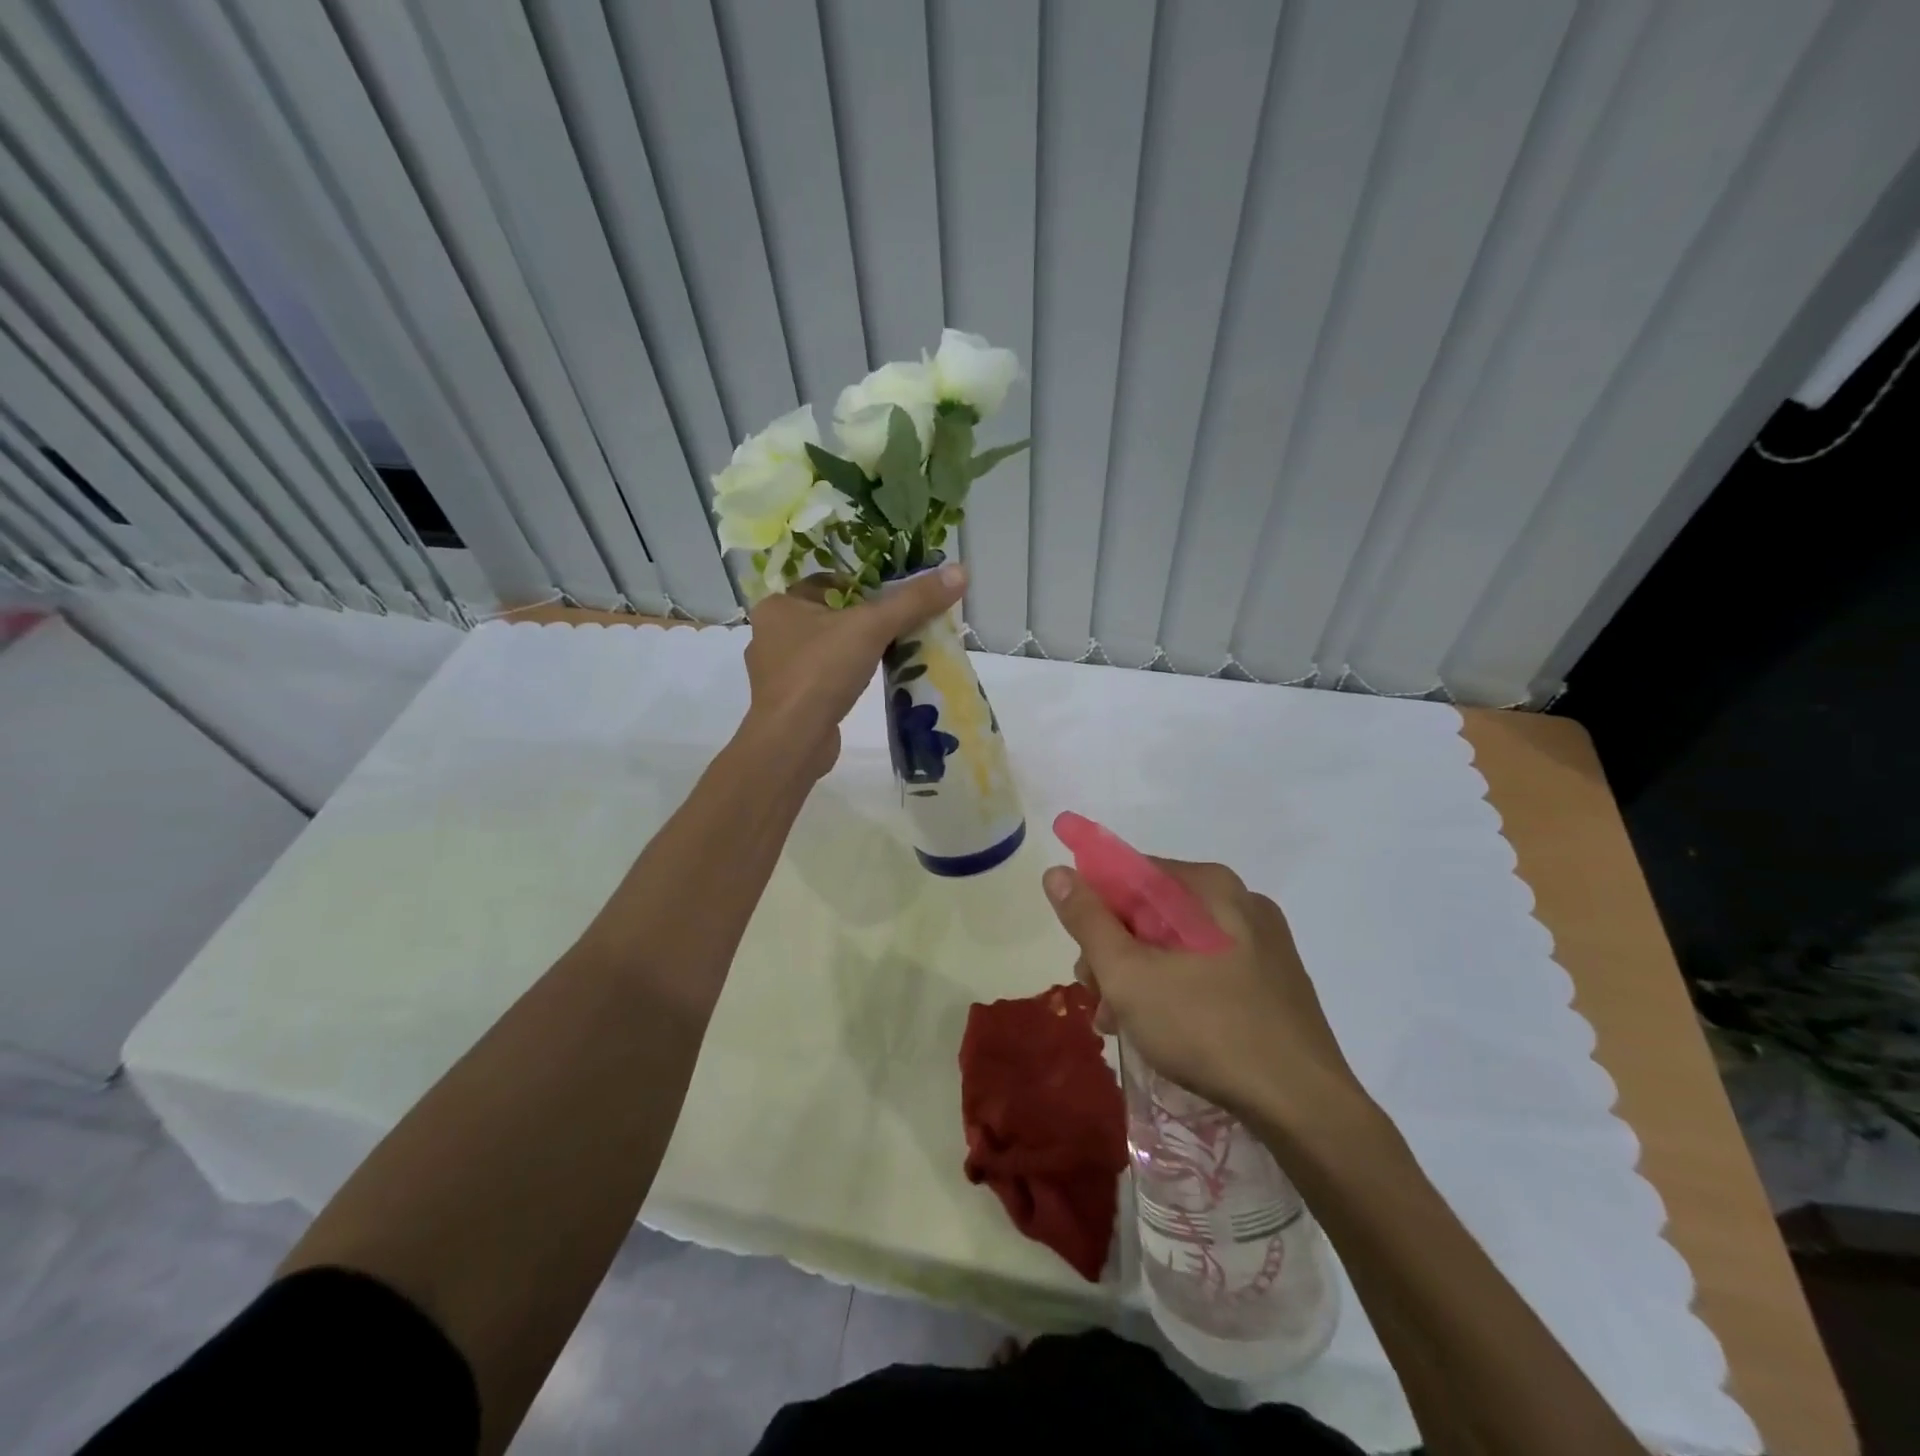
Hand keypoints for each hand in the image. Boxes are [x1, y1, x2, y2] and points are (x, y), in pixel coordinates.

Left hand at [744, 563, 967, 777]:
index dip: (865, 585)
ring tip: (895, 651)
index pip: (829, 583)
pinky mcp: (791, 702)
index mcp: (779, 605)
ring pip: (829, 648)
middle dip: (867, 619)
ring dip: (859, 649)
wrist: (792, 742)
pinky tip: (872, 681)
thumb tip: (960, 571)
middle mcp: (771, 634)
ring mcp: (779, 672)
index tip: (898, 596)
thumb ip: (914, 600)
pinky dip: (848, 677)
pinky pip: (825, 678)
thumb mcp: (872, 627)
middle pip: (832, 615)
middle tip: (904, 623)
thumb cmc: (821, 672)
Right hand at [1043, 859, 1369, 1131]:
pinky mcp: (1273, 979)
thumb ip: (1088, 920)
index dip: (1094, 909)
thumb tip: (1055, 872)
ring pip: (1177, 943)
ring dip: (1139, 977)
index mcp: (1209, 886)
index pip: (1131, 874)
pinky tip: (1159, 1029)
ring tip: (1120, 1024)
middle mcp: (1239, 902)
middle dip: (1115, 953)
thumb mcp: (1129, 975)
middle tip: (1098, 999)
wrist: (1305, 1107)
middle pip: (1153, 911)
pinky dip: (1174, 989)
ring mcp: (1262, 942)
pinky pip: (1206, 967)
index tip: (1082, 955)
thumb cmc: (1207, 1028)